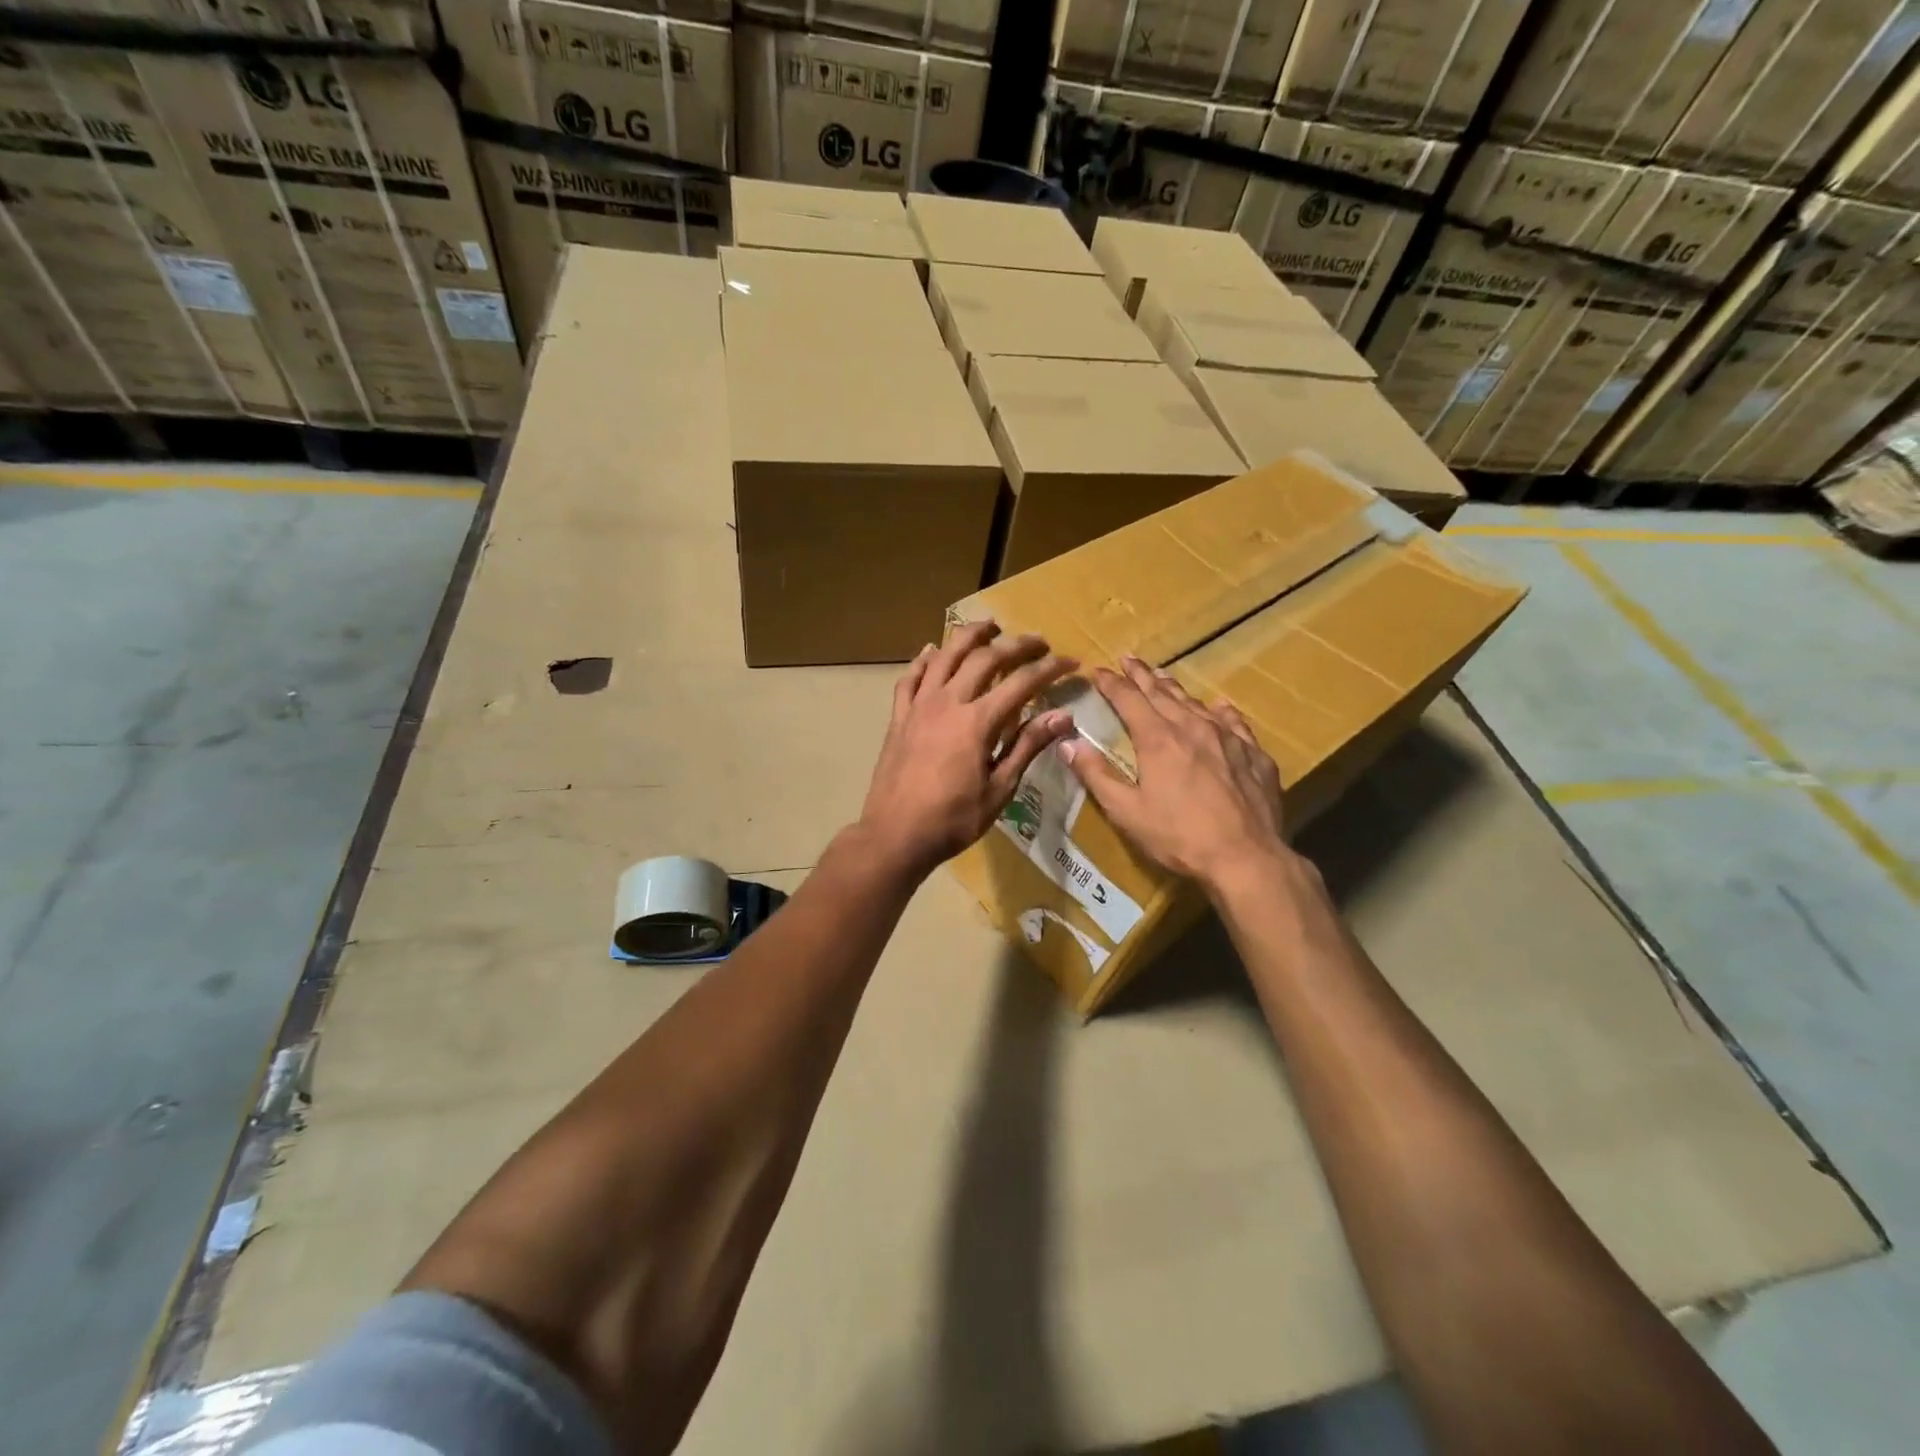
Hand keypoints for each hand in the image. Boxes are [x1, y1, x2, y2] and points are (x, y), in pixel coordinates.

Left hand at [857, 622, 1076, 877]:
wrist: (895, 835)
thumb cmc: (953, 820)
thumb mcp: (999, 789)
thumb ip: (1028, 746)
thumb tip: (1063, 717)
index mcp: (977, 722)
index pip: (1021, 683)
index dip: (1049, 669)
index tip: (1070, 663)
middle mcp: (948, 702)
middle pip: (984, 658)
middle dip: (1016, 645)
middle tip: (1038, 641)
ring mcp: (919, 707)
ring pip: (945, 657)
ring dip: (969, 636)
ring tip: (989, 625)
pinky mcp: (899, 717)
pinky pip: (910, 679)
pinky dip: (923, 661)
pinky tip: (932, 651)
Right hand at [1060, 657, 1289, 890]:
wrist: (1246, 857)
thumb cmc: (1179, 836)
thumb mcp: (1126, 811)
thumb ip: (1096, 775)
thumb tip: (1066, 743)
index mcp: (1157, 739)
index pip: (1128, 700)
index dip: (1111, 684)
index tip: (1098, 671)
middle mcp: (1192, 727)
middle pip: (1162, 693)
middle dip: (1141, 675)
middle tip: (1129, 659)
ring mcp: (1228, 739)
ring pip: (1196, 704)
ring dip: (1175, 688)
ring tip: (1163, 677)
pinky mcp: (1254, 755)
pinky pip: (1234, 722)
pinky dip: (1221, 711)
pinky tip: (1219, 706)